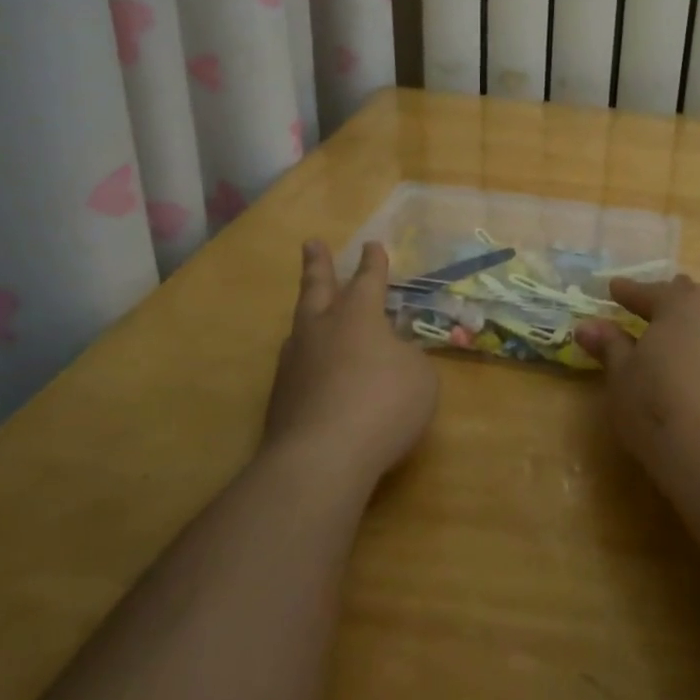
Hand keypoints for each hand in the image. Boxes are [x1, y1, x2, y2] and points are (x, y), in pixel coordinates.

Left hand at [264, 240, 438, 485]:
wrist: (322, 456)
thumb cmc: (383, 404)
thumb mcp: (419, 378)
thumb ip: (407, 359)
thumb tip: (392, 356)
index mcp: (358, 316)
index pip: (368, 281)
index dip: (374, 263)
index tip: (372, 246)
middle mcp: (321, 329)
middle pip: (318, 288)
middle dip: (318, 265)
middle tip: (311, 243)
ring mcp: (294, 362)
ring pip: (300, 325)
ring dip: (307, 312)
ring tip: (310, 309)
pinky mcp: (280, 396)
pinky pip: (296, 364)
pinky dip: (306, 357)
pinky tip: (310, 368)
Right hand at [575, 276, 699, 479]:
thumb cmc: (660, 408)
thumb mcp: (622, 378)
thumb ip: (609, 346)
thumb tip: (587, 325)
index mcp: (683, 303)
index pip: (649, 292)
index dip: (628, 292)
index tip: (614, 288)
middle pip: (690, 301)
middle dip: (670, 305)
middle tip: (650, 314)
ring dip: (698, 331)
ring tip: (681, 347)